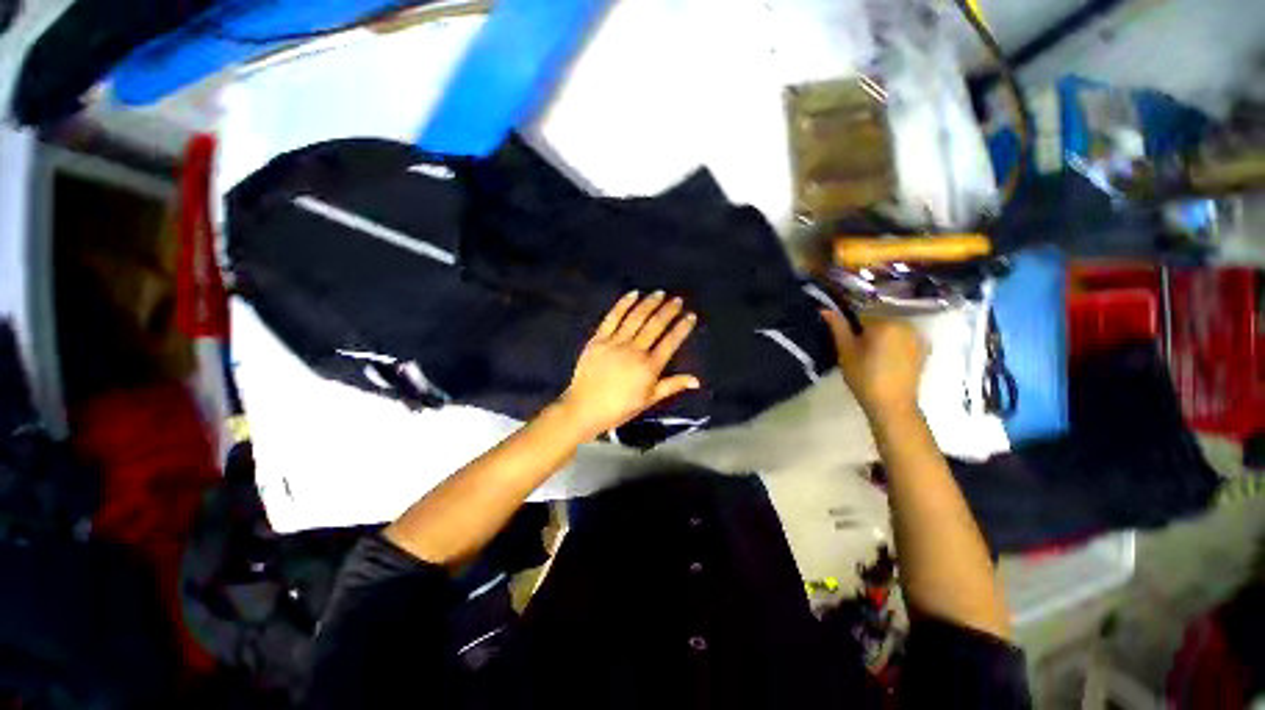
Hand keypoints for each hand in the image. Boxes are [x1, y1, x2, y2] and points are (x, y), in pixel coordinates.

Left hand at [558, 291, 699, 438]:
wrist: (585, 408)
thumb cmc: (620, 407)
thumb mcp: (649, 400)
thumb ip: (672, 386)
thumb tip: (697, 380)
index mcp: (650, 366)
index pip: (671, 341)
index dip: (682, 327)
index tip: (691, 316)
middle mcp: (635, 350)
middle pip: (655, 325)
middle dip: (669, 310)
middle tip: (677, 300)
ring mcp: (616, 342)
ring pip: (636, 317)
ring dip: (650, 303)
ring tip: (660, 293)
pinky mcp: (599, 339)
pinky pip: (613, 317)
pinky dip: (623, 304)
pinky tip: (633, 294)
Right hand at [820, 310, 924, 418]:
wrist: (892, 404)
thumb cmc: (864, 377)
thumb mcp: (845, 351)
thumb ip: (838, 327)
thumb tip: (825, 308)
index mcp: (884, 322)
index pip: (861, 312)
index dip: (850, 324)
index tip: (846, 337)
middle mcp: (905, 323)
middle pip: (879, 318)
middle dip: (867, 328)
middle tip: (857, 347)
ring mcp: (917, 335)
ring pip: (892, 327)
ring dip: (881, 334)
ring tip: (871, 353)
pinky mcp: (923, 347)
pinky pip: (904, 336)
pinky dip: (894, 341)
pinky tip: (886, 357)